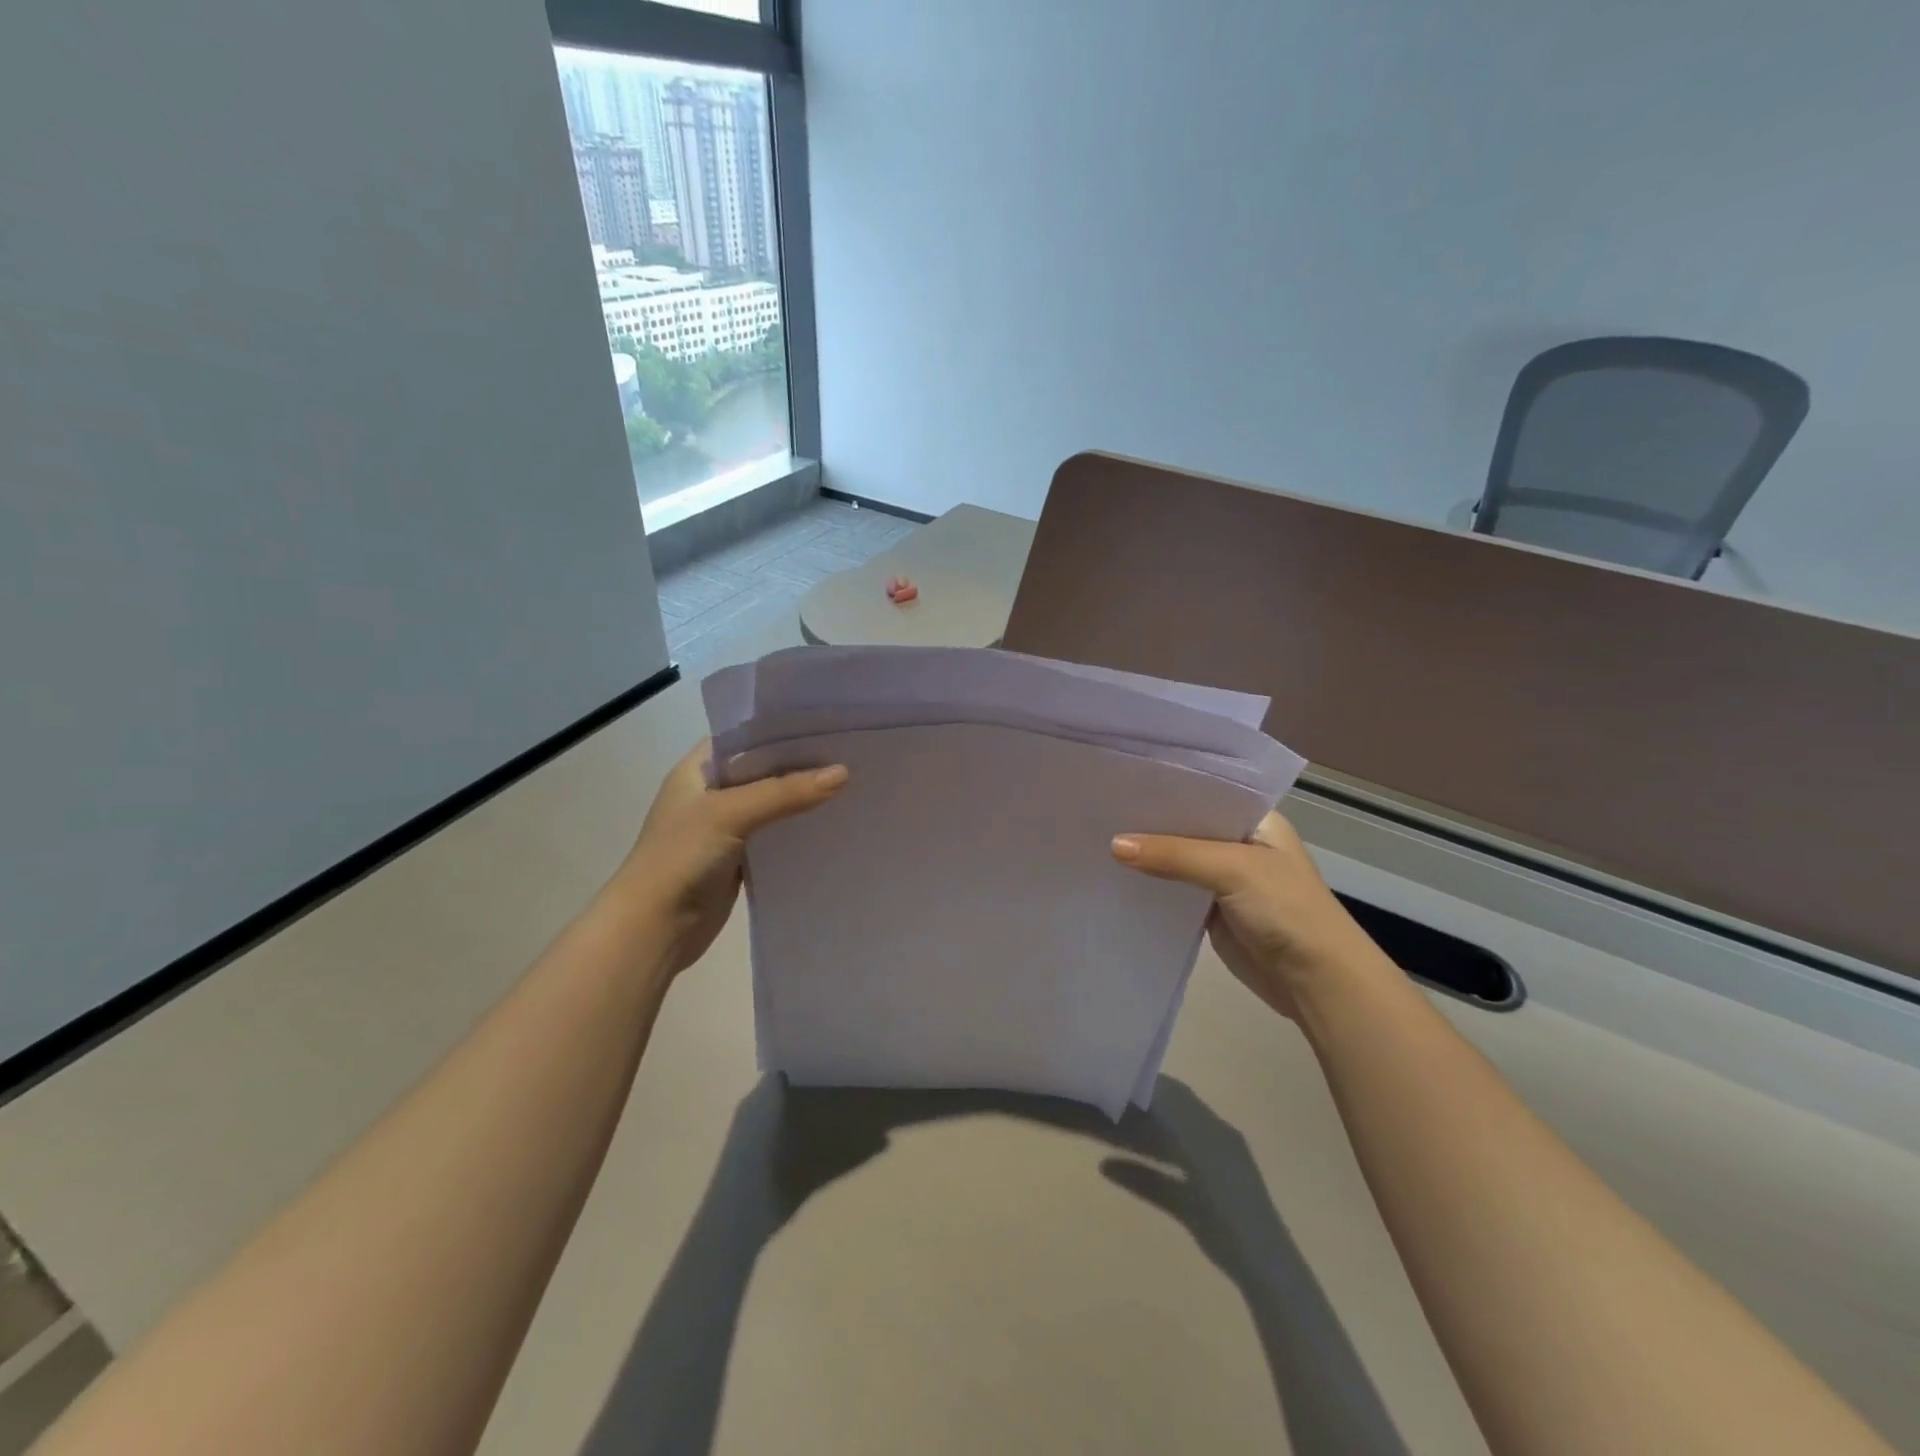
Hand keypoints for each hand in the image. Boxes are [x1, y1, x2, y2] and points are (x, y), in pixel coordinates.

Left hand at [615, 741, 847, 978]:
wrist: (653, 928)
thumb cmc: (680, 857)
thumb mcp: (731, 813)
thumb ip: (785, 792)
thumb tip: (843, 773)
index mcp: (698, 769)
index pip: (745, 736)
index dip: (782, 730)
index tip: (827, 724)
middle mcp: (711, 792)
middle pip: (763, 770)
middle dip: (801, 764)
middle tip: (850, 753)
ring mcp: (724, 827)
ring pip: (772, 803)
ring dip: (802, 798)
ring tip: (851, 783)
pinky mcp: (738, 858)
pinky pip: (774, 836)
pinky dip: (798, 830)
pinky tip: (832, 823)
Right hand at [1111, 813, 1384, 1019]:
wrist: (1316, 980)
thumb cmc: (1286, 909)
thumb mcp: (1232, 869)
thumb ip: (1173, 854)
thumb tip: (1113, 844)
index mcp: (1254, 820)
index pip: (1203, 792)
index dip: (1165, 787)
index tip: (1120, 779)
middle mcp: (1238, 842)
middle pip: (1185, 825)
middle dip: (1149, 820)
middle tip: (1098, 805)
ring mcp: (1224, 877)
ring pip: (1176, 858)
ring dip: (1146, 853)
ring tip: (1095, 834)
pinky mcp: (1210, 909)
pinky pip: (1174, 889)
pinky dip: (1150, 884)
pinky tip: (1115, 874)